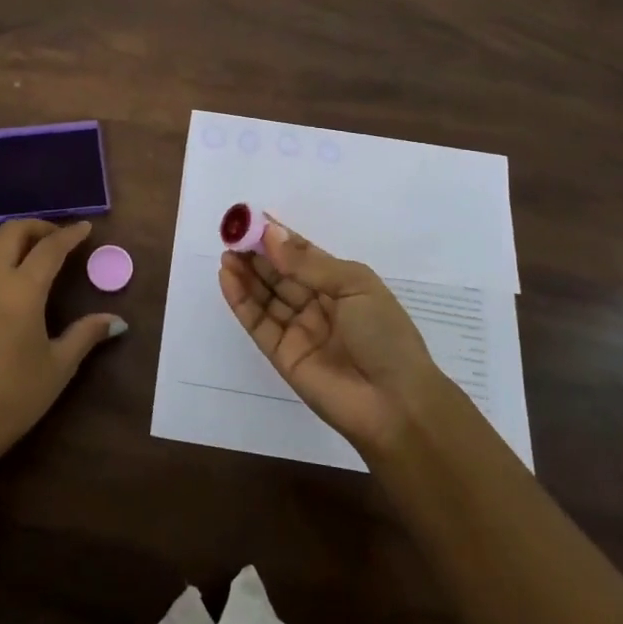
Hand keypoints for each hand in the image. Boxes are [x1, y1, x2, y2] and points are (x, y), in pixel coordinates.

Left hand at [0, 219, 126, 468]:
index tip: (86, 228)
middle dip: (38, 226)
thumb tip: (117, 321)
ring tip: (29, 250)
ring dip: (9, 235)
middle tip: (58, 238)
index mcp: (22, 290)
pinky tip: (5, 272)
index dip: (70, 235)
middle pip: (12, 231)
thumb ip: (86, 335)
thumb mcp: (58, 366)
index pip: (49, 248)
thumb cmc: (14, 396)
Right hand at [218, 220, 452, 457]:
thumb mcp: (354, 286)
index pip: (303, 255)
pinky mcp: (281, 354)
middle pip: (280, 274)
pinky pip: (257, 322)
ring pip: (265, 296)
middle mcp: (318, 305)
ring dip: (246, 274)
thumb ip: (308, 264)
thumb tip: (270, 235)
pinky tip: (227, 277)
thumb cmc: (384, 335)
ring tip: (227, 253)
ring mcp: (299, 330)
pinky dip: (240, 300)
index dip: (279, 238)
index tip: (252, 219)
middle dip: (257, 254)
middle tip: (232, 234)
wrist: (395, 404)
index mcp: (341, 285)